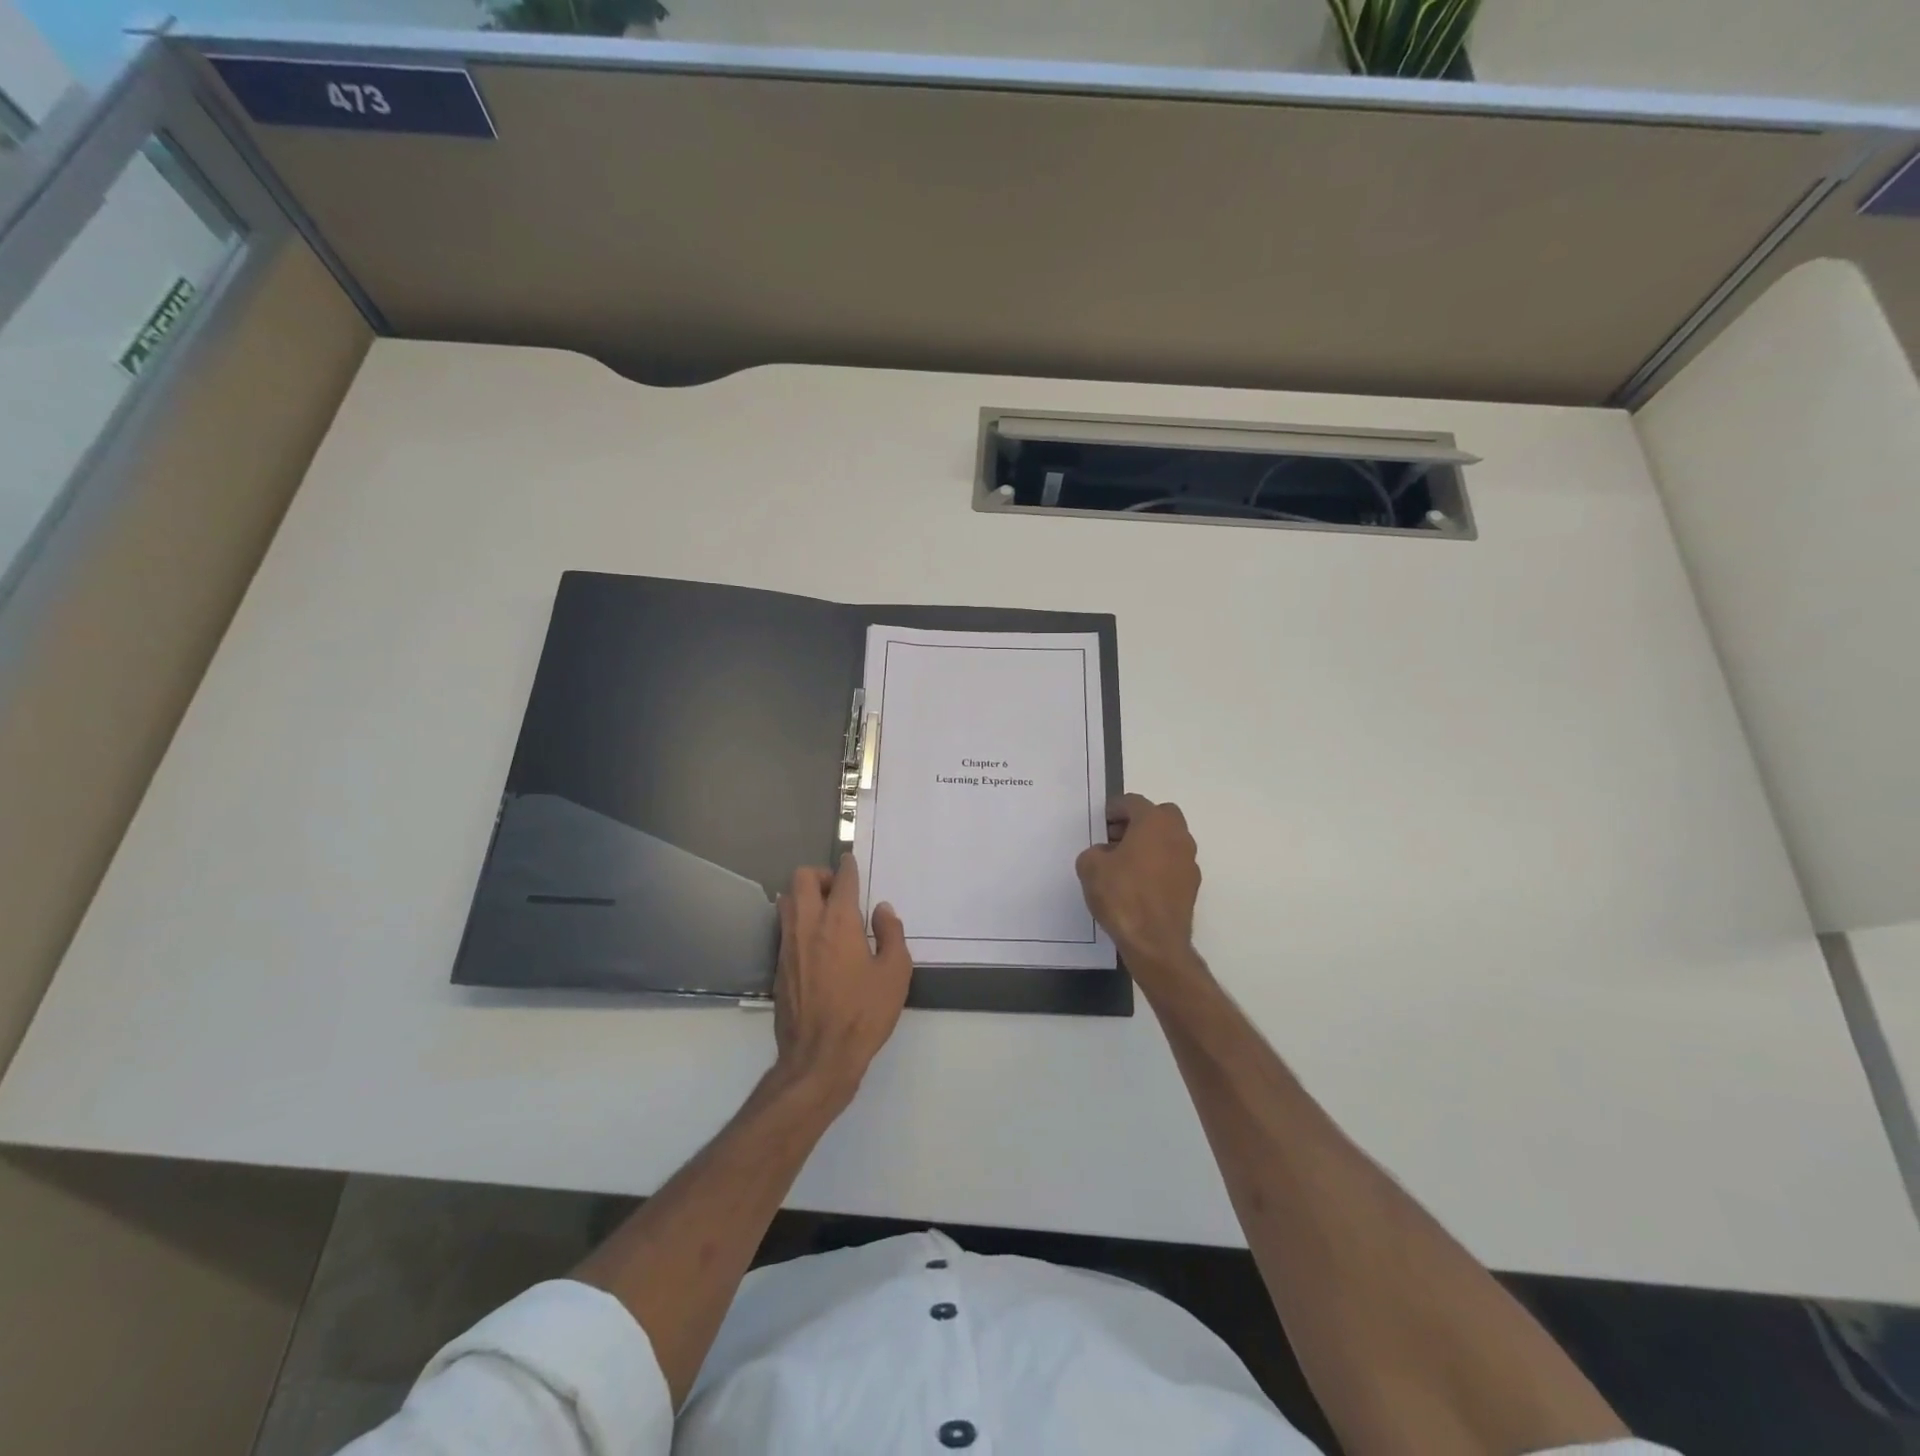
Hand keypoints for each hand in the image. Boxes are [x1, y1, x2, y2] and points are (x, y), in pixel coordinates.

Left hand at [772, 858, 912, 1103]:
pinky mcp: (778, 966)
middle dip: (821, 875)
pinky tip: (816, 943)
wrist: (819, 1058)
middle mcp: (808, 926)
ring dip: (804, 896)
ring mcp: (788, 945)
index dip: (848, 866)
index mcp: (839, 923)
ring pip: (787, 900)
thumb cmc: (863, 1014)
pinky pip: (784, 927)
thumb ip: (891, 935)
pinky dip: (798, 921)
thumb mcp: (895, 974)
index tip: (852, 862)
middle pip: (802, 878)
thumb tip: (882, 911)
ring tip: (826, 913)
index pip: (841, 880)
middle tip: (839, 891)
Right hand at [1076, 794, 1202, 982]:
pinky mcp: (1192, 885)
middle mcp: (1178, 835)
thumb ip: (1095, 852)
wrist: (1155, 942)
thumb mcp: (1090, 868)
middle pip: (1159, 815)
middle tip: (1116, 837)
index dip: (1114, 809)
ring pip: (1169, 840)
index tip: (1102, 821)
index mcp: (1154, 823)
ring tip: (1125, 863)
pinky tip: (1139, 884)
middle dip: (1138, 821)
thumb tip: (1105, 854)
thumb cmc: (1122, 896)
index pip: (1133, 802)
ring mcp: (1189, 861)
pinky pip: (1172, 863)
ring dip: (1149, 844)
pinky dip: (1158, 865)